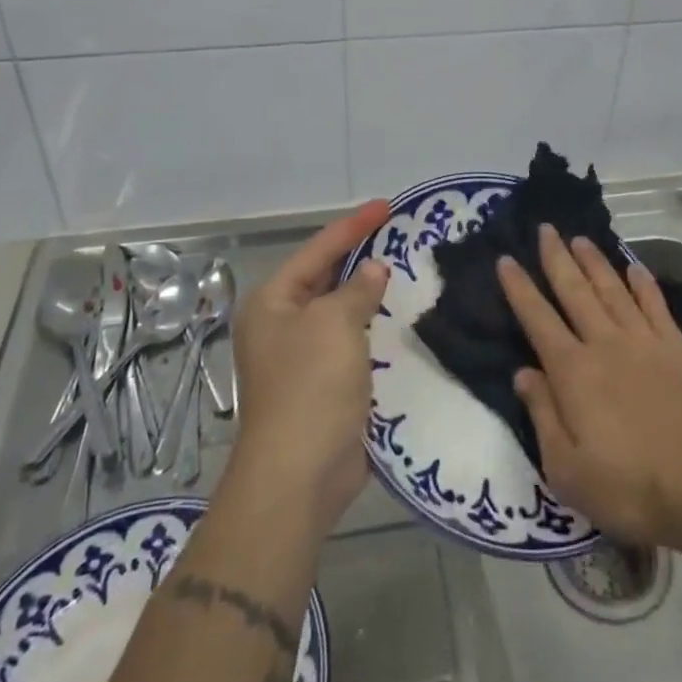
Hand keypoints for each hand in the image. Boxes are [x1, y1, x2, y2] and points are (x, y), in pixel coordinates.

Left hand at [226, 200, 392, 538]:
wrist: (299, 475)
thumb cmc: (310, 386)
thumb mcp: (334, 324)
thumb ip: (357, 290)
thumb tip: (373, 271)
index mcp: (273, 302)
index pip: (318, 250)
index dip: (353, 226)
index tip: (386, 206)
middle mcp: (283, 324)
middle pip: (326, 278)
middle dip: (361, 258)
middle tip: (400, 236)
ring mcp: (303, 357)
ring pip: (342, 312)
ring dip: (371, 295)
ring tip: (408, 271)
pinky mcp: (325, 385)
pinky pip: (353, 343)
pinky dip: (375, 329)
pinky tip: (402, 319)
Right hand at [499, 225, 681, 553]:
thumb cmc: (632, 488)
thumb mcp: (568, 470)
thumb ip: (543, 415)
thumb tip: (523, 372)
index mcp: (574, 372)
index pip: (538, 319)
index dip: (519, 288)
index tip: (506, 259)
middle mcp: (605, 344)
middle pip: (575, 292)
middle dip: (557, 258)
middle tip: (546, 228)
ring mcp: (645, 343)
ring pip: (613, 290)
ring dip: (594, 262)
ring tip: (580, 238)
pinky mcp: (679, 350)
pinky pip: (656, 306)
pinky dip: (643, 284)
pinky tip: (634, 268)